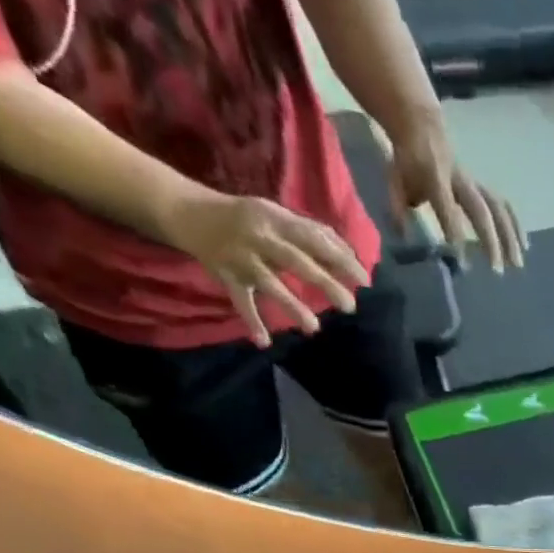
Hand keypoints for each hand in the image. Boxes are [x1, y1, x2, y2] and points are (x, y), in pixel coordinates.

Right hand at [162, 188, 368, 346]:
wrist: (188, 211)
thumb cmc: (245, 217)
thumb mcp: (276, 215)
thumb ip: (311, 232)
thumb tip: (347, 249)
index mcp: (275, 219)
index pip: (314, 239)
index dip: (340, 259)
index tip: (365, 280)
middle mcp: (259, 236)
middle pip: (296, 261)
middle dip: (324, 283)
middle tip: (350, 306)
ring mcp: (241, 257)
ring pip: (269, 283)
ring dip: (291, 305)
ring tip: (314, 328)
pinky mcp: (225, 275)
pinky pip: (240, 301)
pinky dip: (251, 321)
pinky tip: (264, 342)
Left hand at [387, 113, 524, 272]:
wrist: (422, 126)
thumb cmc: (408, 161)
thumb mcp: (394, 179)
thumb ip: (397, 208)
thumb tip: (404, 237)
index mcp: (435, 177)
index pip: (447, 209)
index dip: (456, 235)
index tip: (463, 264)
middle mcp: (459, 180)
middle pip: (480, 210)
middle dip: (490, 241)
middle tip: (497, 270)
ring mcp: (474, 182)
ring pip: (497, 208)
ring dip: (510, 237)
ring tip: (517, 264)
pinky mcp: (483, 186)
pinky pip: (503, 205)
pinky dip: (515, 225)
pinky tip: (523, 247)